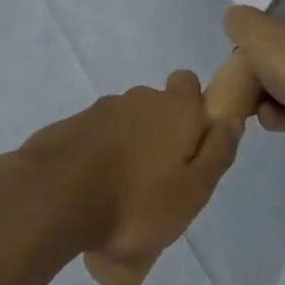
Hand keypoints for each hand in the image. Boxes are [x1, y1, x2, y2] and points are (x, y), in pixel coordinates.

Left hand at [21, 71, 239, 284]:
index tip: (192, 145)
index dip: (195, 108)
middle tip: (160, 182)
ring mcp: (100, 110)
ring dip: (129, 149)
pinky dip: (100, 158)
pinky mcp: (70, 127)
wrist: (54, 197)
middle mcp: (138, 99)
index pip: (189, 84)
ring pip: (125, 124)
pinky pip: (96, 139)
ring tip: (124, 198)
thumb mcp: (193, 191)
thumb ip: (217, 153)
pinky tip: (94, 194)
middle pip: (157, 107)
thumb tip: (231, 120)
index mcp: (174, 108)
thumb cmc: (135, 201)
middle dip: (161, 135)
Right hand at [222, 0, 284, 160]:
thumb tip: (235, 22)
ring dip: (269, 99)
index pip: (278, 21)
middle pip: (282, 56)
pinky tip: (275, 123)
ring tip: (261, 111)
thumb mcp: (258, 34)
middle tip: (245, 89)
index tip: (242, 60)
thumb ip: (239, 22)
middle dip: (260, 75)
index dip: (256, 40)